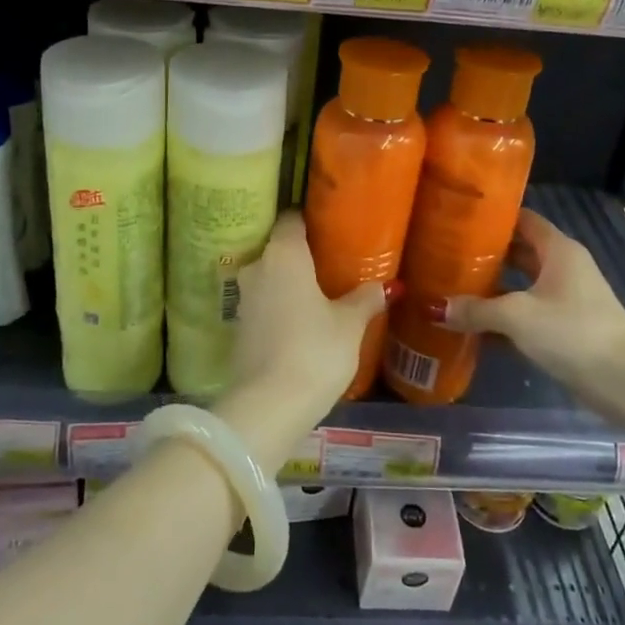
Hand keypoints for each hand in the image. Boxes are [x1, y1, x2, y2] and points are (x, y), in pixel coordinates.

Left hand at [216, 213, 390, 469]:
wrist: (268, 406)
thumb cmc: (315, 351)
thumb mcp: (350, 324)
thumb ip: (365, 299)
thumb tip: (386, 286)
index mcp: (284, 253)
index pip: (292, 219)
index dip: (310, 220)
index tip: (331, 227)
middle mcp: (258, 266)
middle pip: (279, 248)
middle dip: (302, 253)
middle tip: (333, 262)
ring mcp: (244, 297)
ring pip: (270, 277)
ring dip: (290, 282)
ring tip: (320, 292)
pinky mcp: (238, 326)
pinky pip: (264, 303)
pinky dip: (280, 306)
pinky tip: (301, 320)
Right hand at [440, 210, 624, 430]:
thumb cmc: (572, 331)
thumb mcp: (517, 316)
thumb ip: (475, 310)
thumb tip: (433, 308)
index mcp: (558, 250)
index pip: (522, 219)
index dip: (492, 216)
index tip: (458, 217)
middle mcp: (562, 267)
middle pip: (518, 251)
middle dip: (484, 254)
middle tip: (444, 253)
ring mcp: (565, 299)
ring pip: (520, 284)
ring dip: (490, 288)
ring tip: (449, 286)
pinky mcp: (563, 327)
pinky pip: (525, 313)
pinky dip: (502, 317)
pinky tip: (471, 325)